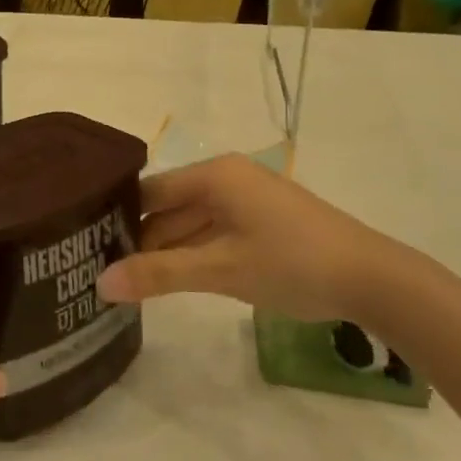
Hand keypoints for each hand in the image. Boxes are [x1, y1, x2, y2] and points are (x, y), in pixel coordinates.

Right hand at [96, 155, 407, 321]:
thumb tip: (99, 284)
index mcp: (214, 175)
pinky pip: (213, 234)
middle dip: (140, 240)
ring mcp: (246, 202)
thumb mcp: (221, 269)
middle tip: (100, 273)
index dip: (119, 218)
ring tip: (126, 283)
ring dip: (165, 252)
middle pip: (168, 208)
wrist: (373, 279)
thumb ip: (159, 274)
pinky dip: (192, 256)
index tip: (87, 248)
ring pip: (190, 224)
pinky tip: (169, 282)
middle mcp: (226, 179)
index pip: (150, 191)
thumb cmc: (292, 263)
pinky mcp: (262, 224)